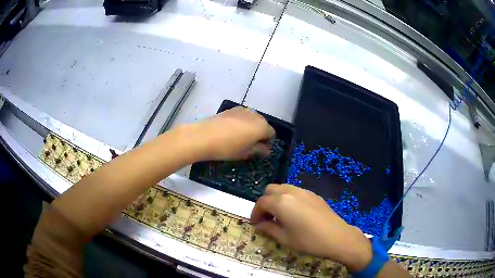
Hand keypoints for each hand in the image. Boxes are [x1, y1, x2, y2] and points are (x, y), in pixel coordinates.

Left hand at [192, 107, 275, 160]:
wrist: (204, 136)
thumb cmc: (227, 148)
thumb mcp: (245, 153)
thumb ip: (258, 150)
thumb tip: (265, 150)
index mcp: (262, 126)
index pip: (271, 134)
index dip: (267, 142)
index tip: (259, 150)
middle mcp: (255, 115)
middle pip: (263, 124)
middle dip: (259, 133)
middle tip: (250, 144)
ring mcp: (243, 110)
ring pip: (252, 119)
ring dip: (250, 127)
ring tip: (240, 137)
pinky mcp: (231, 109)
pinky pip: (242, 116)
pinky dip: (241, 122)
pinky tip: (231, 131)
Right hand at [251, 184, 372, 271]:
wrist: (337, 237)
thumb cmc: (308, 240)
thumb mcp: (284, 238)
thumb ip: (268, 229)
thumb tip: (259, 225)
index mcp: (281, 202)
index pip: (261, 203)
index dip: (255, 213)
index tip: (256, 224)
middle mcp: (291, 192)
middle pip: (270, 190)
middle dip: (264, 203)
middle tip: (266, 218)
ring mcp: (304, 191)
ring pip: (283, 188)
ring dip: (276, 199)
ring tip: (279, 216)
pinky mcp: (313, 194)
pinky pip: (295, 191)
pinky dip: (288, 198)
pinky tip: (294, 213)